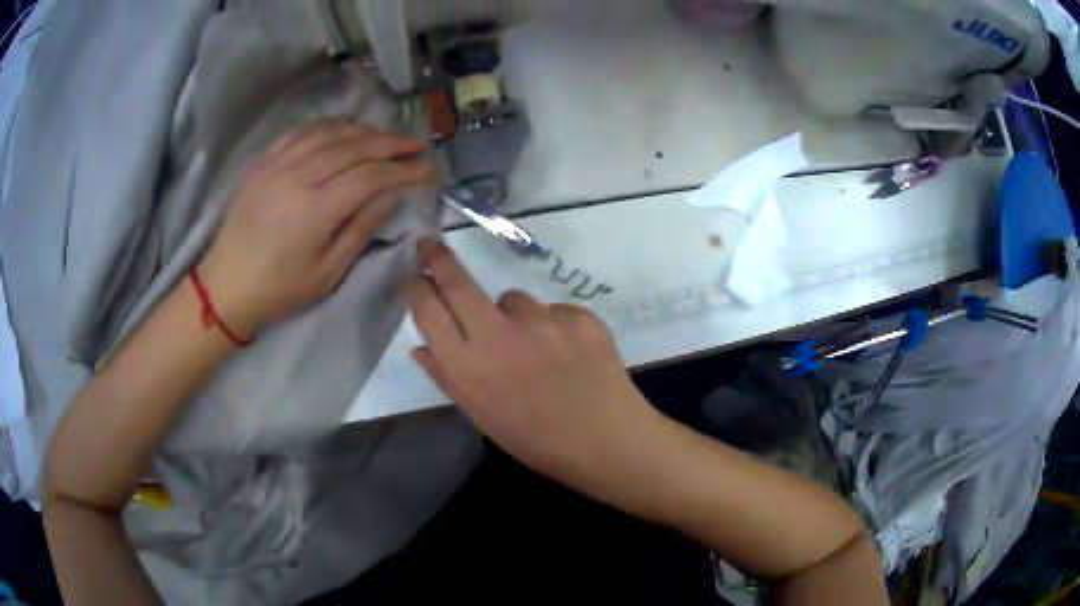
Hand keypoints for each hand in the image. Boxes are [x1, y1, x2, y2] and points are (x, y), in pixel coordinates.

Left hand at [199, 120, 430, 337]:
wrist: (226, 285)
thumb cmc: (280, 288)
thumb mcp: (328, 272)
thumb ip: (361, 229)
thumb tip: (392, 194)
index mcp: (314, 210)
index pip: (369, 176)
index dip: (401, 169)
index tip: (426, 168)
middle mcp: (296, 177)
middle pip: (352, 147)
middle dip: (390, 143)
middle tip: (415, 144)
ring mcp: (276, 165)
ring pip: (328, 132)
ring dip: (362, 131)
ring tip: (384, 137)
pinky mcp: (263, 162)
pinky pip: (300, 133)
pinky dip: (328, 127)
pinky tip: (343, 130)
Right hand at [407, 239, 662, 493]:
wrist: (608, 441)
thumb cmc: (538, 441)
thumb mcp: (484, 418)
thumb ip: (449, 379)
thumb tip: (421, 346)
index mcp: (470, 369)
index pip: (429, 312)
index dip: (417, 289)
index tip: (415, 276)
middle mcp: (500, 336)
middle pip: (458, 283)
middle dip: (438, 258)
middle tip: (430, 244)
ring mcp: (542, 321)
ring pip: (512, 299)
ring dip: (512, 315)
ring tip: (536, 352)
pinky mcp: (578, 316)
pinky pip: (552, 311)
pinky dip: (552, 326)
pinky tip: (567, 355)